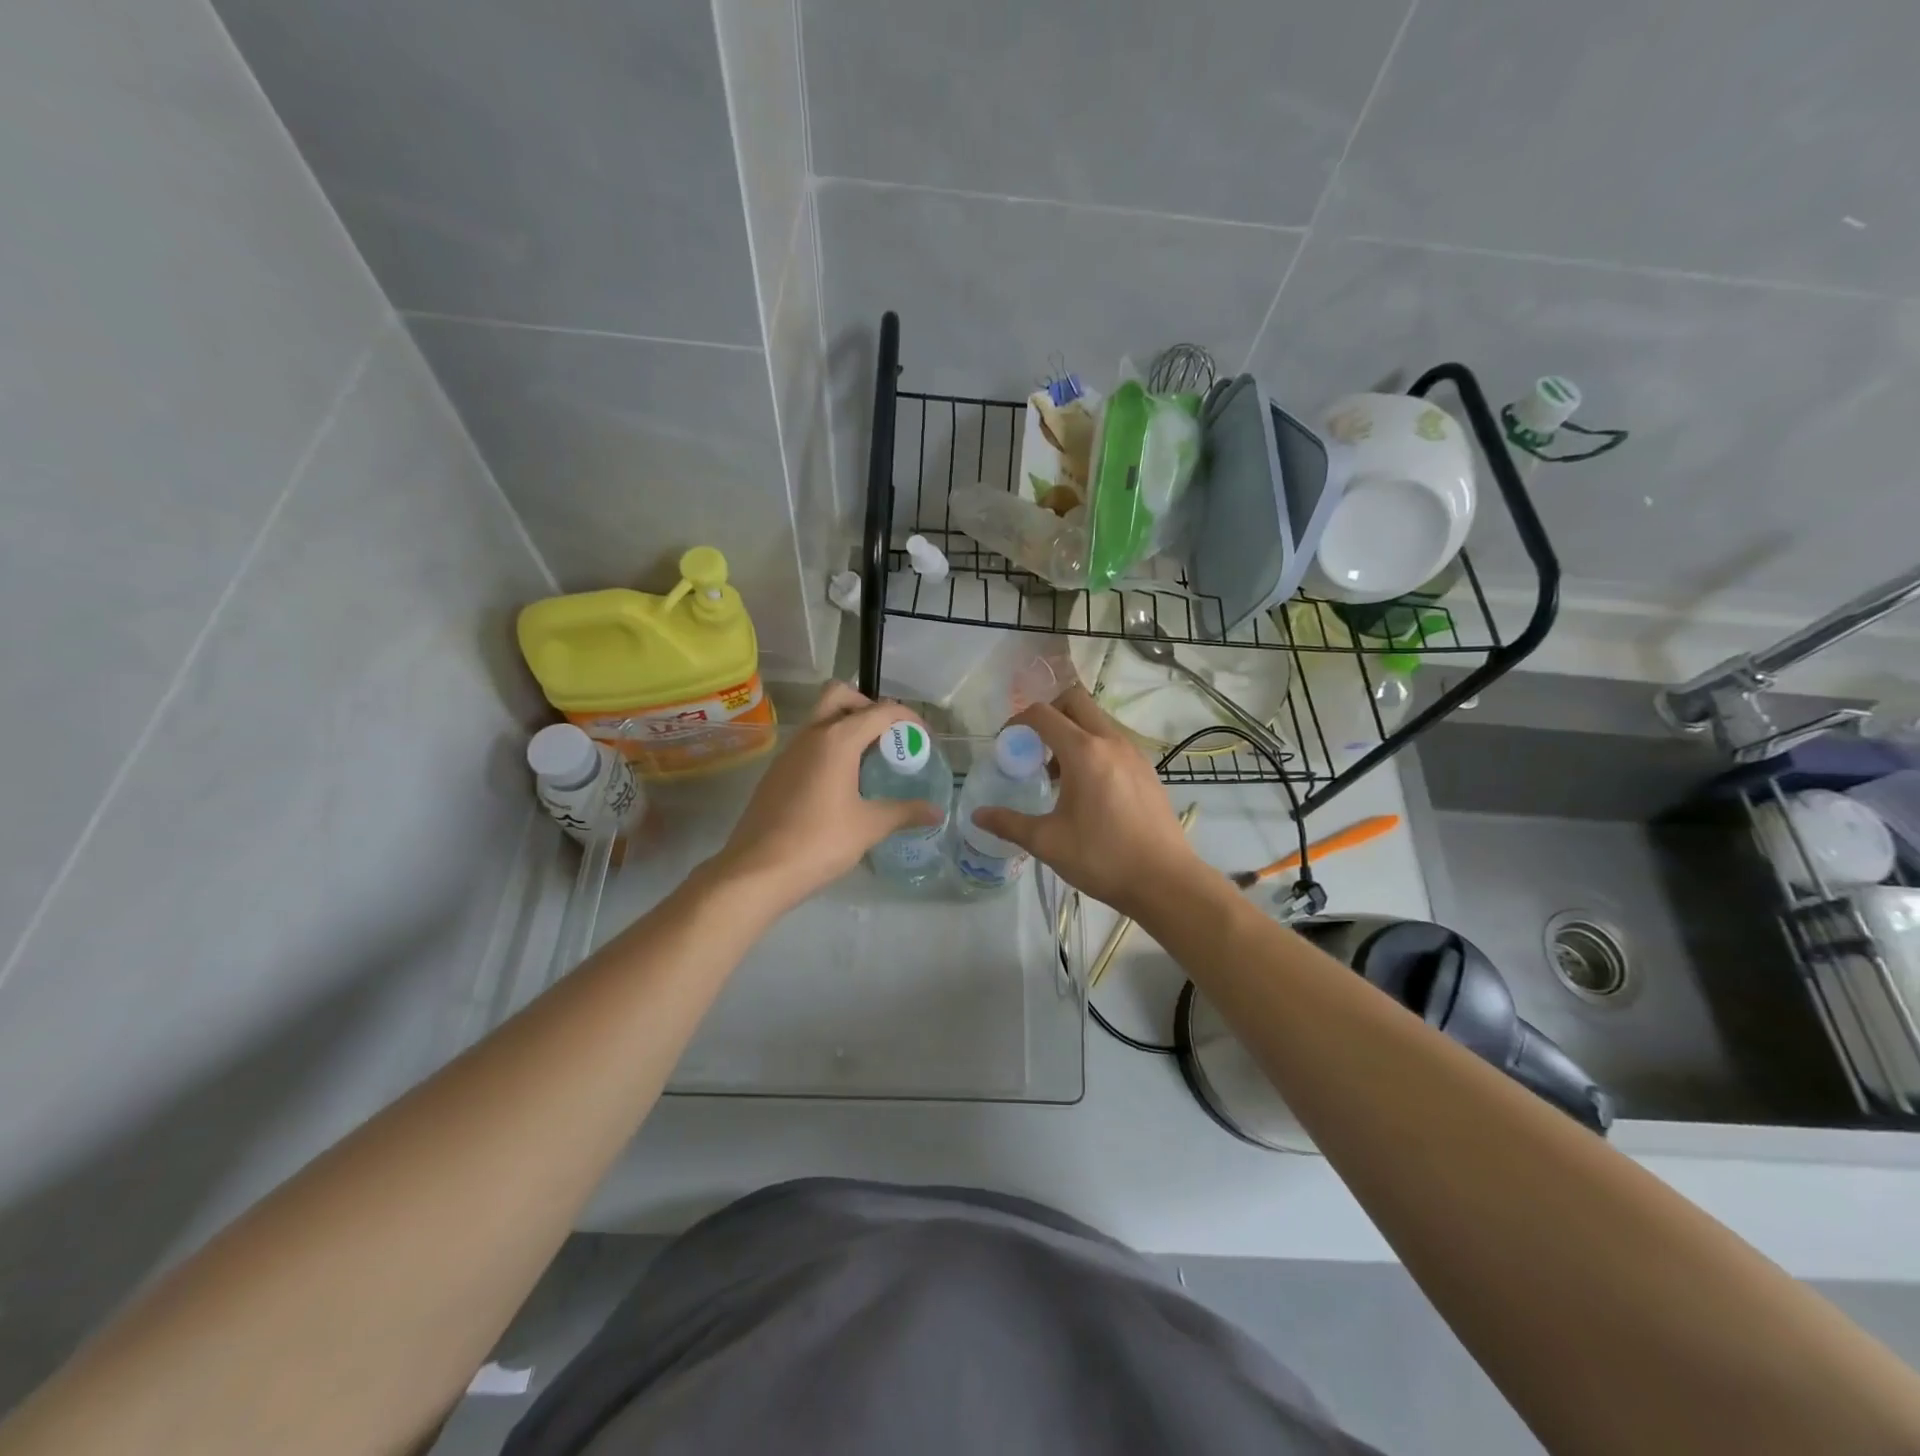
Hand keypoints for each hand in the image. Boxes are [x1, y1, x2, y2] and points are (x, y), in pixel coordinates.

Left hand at [709, 683, 943, 910]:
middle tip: (887, 737)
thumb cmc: (819, 842)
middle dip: (868, 706)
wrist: (757, 871)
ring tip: (869, 763)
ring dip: (846, 727)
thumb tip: (937, 812)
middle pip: (839, 695)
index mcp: (837, 740)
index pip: (880, 711)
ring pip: (820, 719)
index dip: (907, 718)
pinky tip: (841, 785)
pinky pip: (808, 744)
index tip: (923, 738)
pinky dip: (829, 749)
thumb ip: (905, 812)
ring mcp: (788, 752)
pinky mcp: (776, 772)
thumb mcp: (869, 827)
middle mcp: (811, 735)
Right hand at [971, 686, 1201, 916]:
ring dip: (1072, 732)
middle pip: (1075, 701)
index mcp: (1084, 752)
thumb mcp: (1047, 842)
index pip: (1043, 714)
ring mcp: (1134, 753)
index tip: (1007, 744)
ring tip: (1057, 773)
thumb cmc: (1102, 858)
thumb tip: (977, 815)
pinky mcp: (1147, 769)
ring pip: (1097, 721)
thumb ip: (1009, 823)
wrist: (1165, 881)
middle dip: (1049, 714)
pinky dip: (1093, 748)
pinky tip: (1086, 789)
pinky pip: (1113, 742)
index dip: (1018, 722)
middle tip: (1033, 746)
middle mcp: (1111, 741)